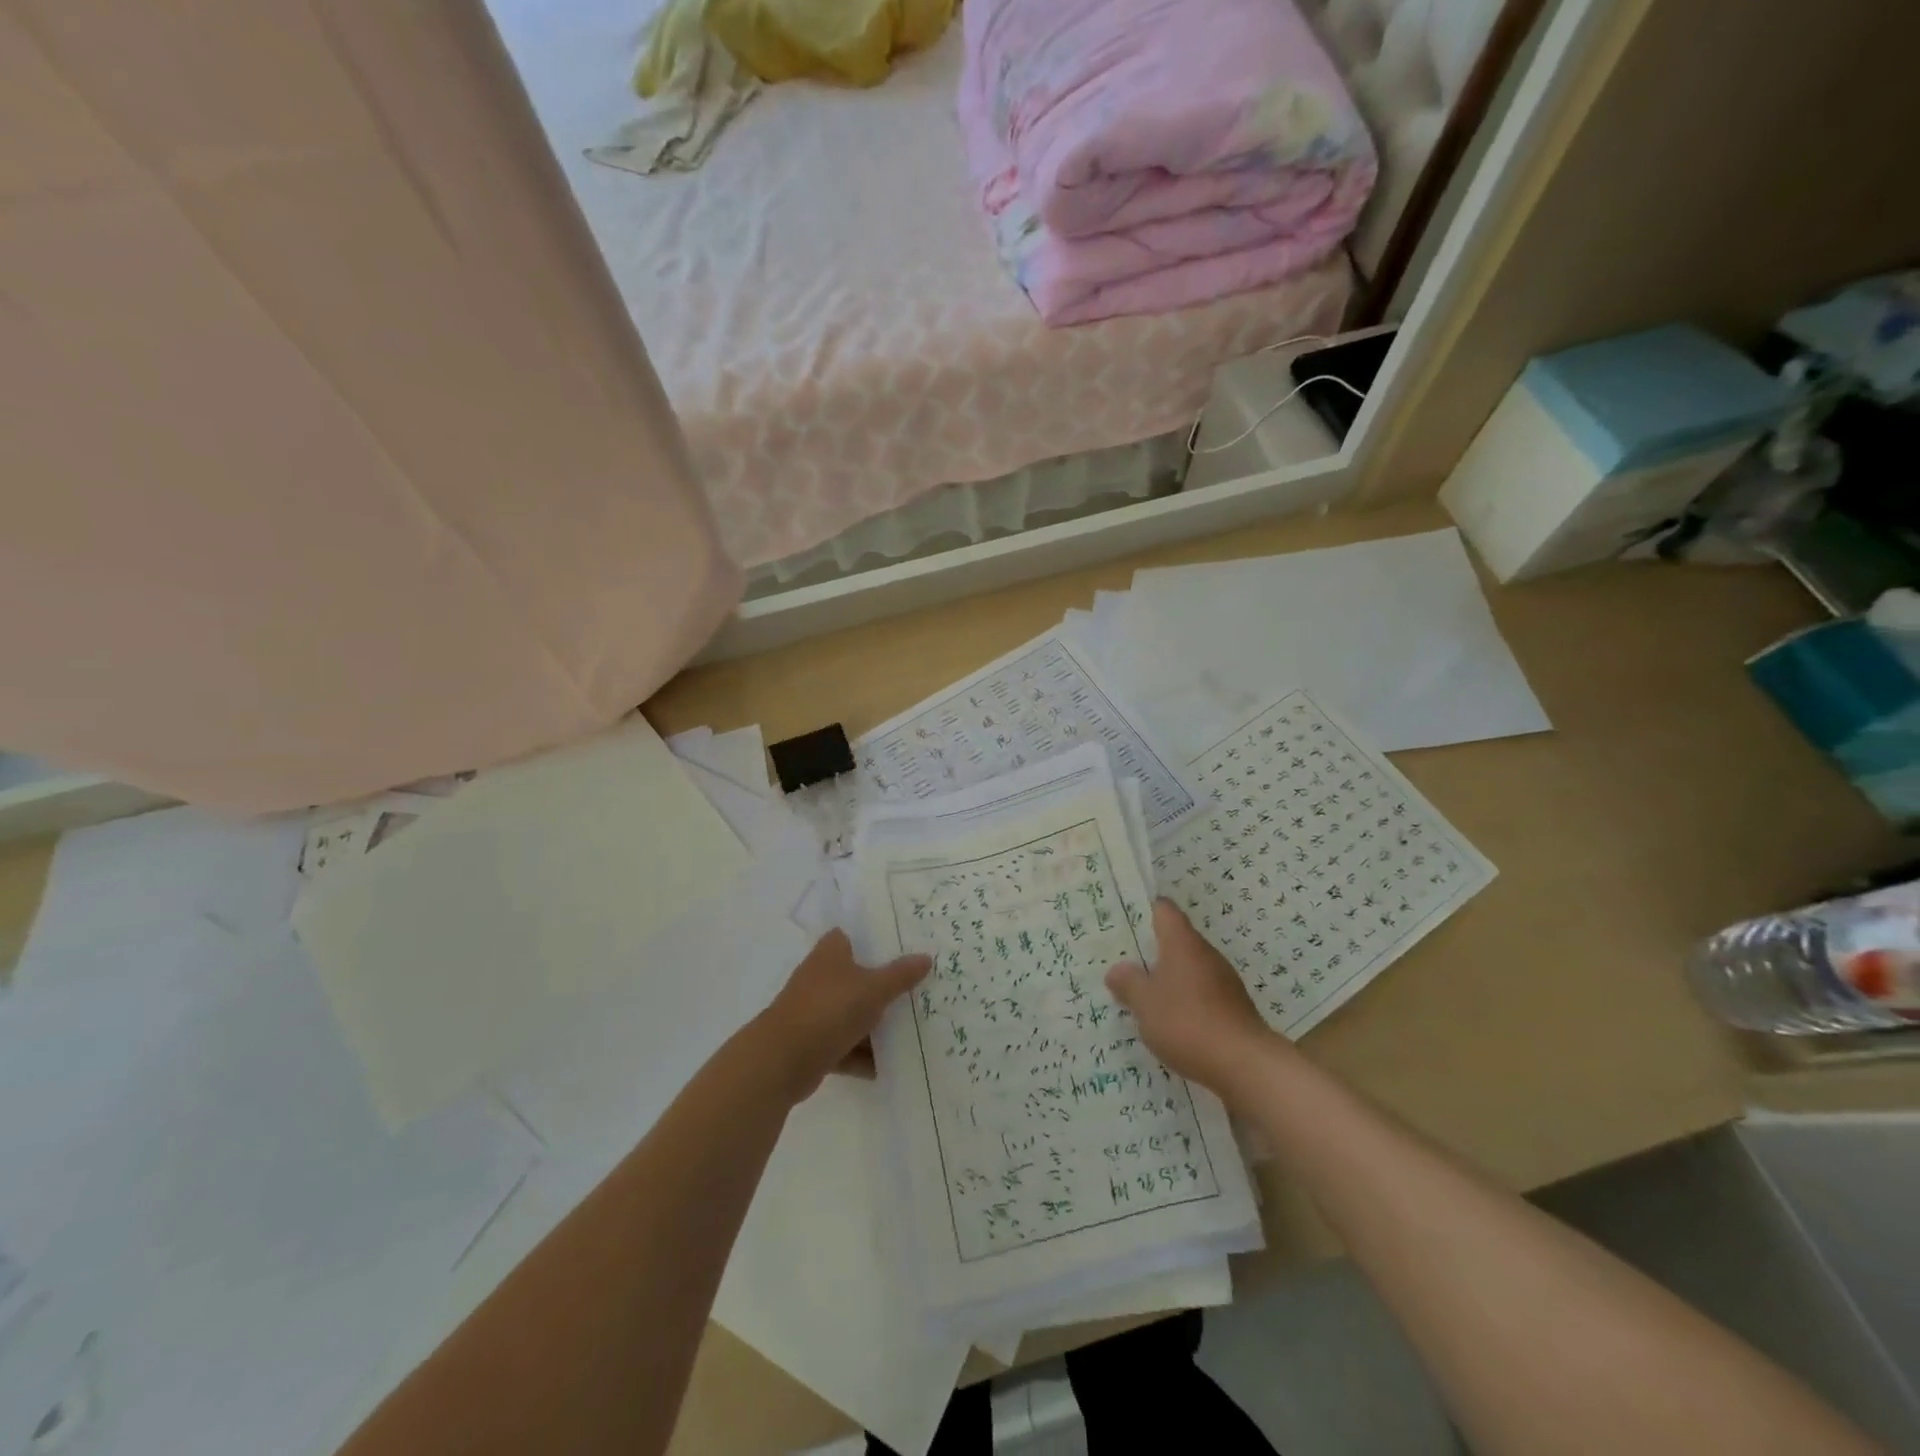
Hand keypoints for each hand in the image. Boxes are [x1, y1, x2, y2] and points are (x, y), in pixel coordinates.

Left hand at [755, 930, 929, 1099]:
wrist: (781, 1061)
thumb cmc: (828, 1010)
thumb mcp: (873, 989)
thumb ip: (900, 975)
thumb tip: (926, 957)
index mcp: (831, 952)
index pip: (857, 936)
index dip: (880, 939)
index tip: (908, 945)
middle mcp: (821, 976)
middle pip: (860, 976)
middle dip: (885, 984)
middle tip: (921, 987)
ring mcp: (816, 1011)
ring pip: (853, 1013)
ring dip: (876, 1024)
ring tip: (913, 1028)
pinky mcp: (813, 1043)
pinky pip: (846, 1046)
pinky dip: (863, 1055)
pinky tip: (889, 1065)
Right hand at [1106, 900, 1276, 1093]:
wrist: (1245, 1064)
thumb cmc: (1187, 1022)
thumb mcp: (1145, 1003)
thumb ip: (1128, 983)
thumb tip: (1118, 969)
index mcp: (1182, 943)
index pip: (1164, 910)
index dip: (1145, 910)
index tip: (1126, 918)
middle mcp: (1206, 954)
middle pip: (1177, 940)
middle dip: (1152, 949)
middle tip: (1125, 960)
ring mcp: (1224, 981)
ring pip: (1190, 968)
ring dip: (1169, 977)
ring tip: (1144, 993)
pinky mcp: (1234, 1007)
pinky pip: (1202, 993)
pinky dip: (1186, 1000)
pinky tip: (1172, 1021)